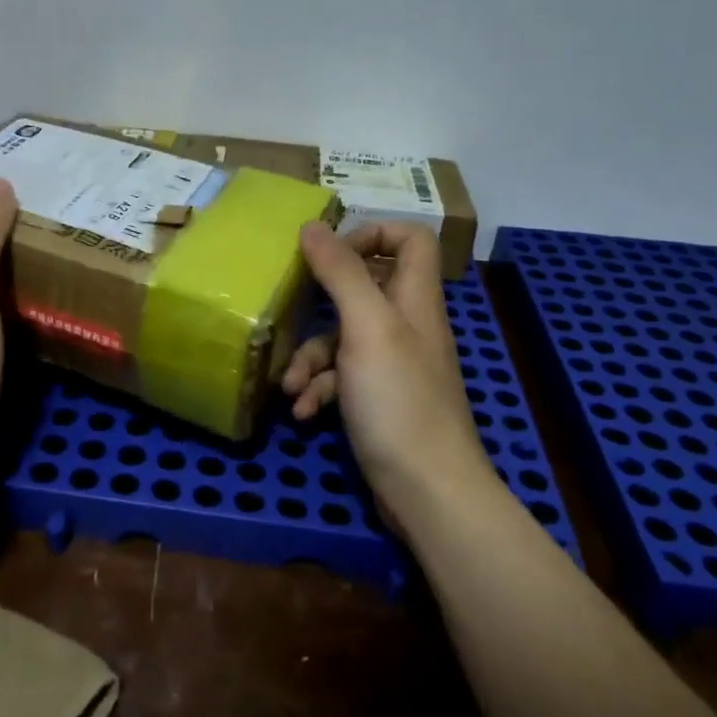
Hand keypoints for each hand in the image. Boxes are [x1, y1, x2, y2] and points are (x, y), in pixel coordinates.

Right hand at [284, 221, 491, 513]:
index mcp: (413, 299)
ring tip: (289, 386)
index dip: (371, 234)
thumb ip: (342, 274)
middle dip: (321, 304)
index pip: (410, 239)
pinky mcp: (378, 399)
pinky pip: (342, 378)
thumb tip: (312, 225)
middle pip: (364, 289)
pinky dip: (320, 389)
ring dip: (310, 358)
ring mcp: (392, 365)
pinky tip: (303, 411)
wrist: (426, 490)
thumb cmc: (398, 400)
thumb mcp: (366, 328)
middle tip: (291, 307)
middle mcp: (406, 325)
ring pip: (343, 339)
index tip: (329, 253)